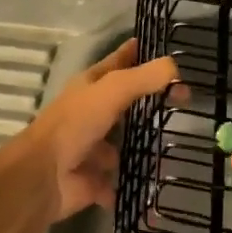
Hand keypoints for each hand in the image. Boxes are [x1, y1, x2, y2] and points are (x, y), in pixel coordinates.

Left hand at [16, 39, 177, 222]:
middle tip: (187, 99)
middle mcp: (91, 113)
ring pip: (125, 143)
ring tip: (180, 142)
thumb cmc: (76, 124)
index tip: (166, 50)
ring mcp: (93, 148)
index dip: (139, 53)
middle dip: (151, 101)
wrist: (43, 176)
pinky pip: (122, 180)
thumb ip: (145, 77)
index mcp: (91, 86)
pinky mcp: (96, 179)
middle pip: (126, 103)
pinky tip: (162, 179)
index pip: (119, 62)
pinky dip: (137, 182)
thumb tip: (175, 67)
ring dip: (146, 145)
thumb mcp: (113, 90)